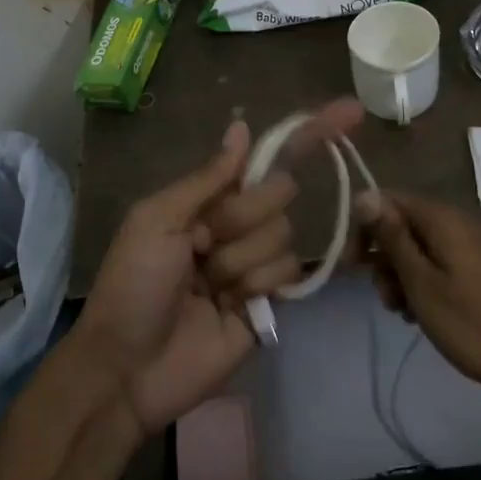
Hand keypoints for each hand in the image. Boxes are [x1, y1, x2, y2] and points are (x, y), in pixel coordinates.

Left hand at [76, 99, 362, 436]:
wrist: (129, 367)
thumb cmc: (134, 284)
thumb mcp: (157, 219)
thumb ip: (207, 177)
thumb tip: (242, 127)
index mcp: (208, 200)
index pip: (263, 160)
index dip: (305, 136)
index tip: (351, 112)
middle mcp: (236, 225)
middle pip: (278, 195)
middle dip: (242, 217)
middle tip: (203, 245)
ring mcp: (254, 264)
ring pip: (283, 237)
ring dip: (242, 260)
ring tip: (208, 287)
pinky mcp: (269, 303)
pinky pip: (288, 275)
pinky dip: (259, 285)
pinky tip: (232, 303)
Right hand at [354, 189, 480, 397]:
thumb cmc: (474, 324)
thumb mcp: (422, 283)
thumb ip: (392, 238)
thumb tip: (364, 195)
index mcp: (443, 219)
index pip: (387, 201)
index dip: (364, 229)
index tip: (353, 267)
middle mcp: (459, 223)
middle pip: (404, 226)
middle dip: (385, 259)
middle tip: (386, 299)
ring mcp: (475, 246)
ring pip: (421, 249)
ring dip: (403, 277)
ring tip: (405, 314)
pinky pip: (442, 264)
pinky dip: (426, 284)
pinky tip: (425, 315)